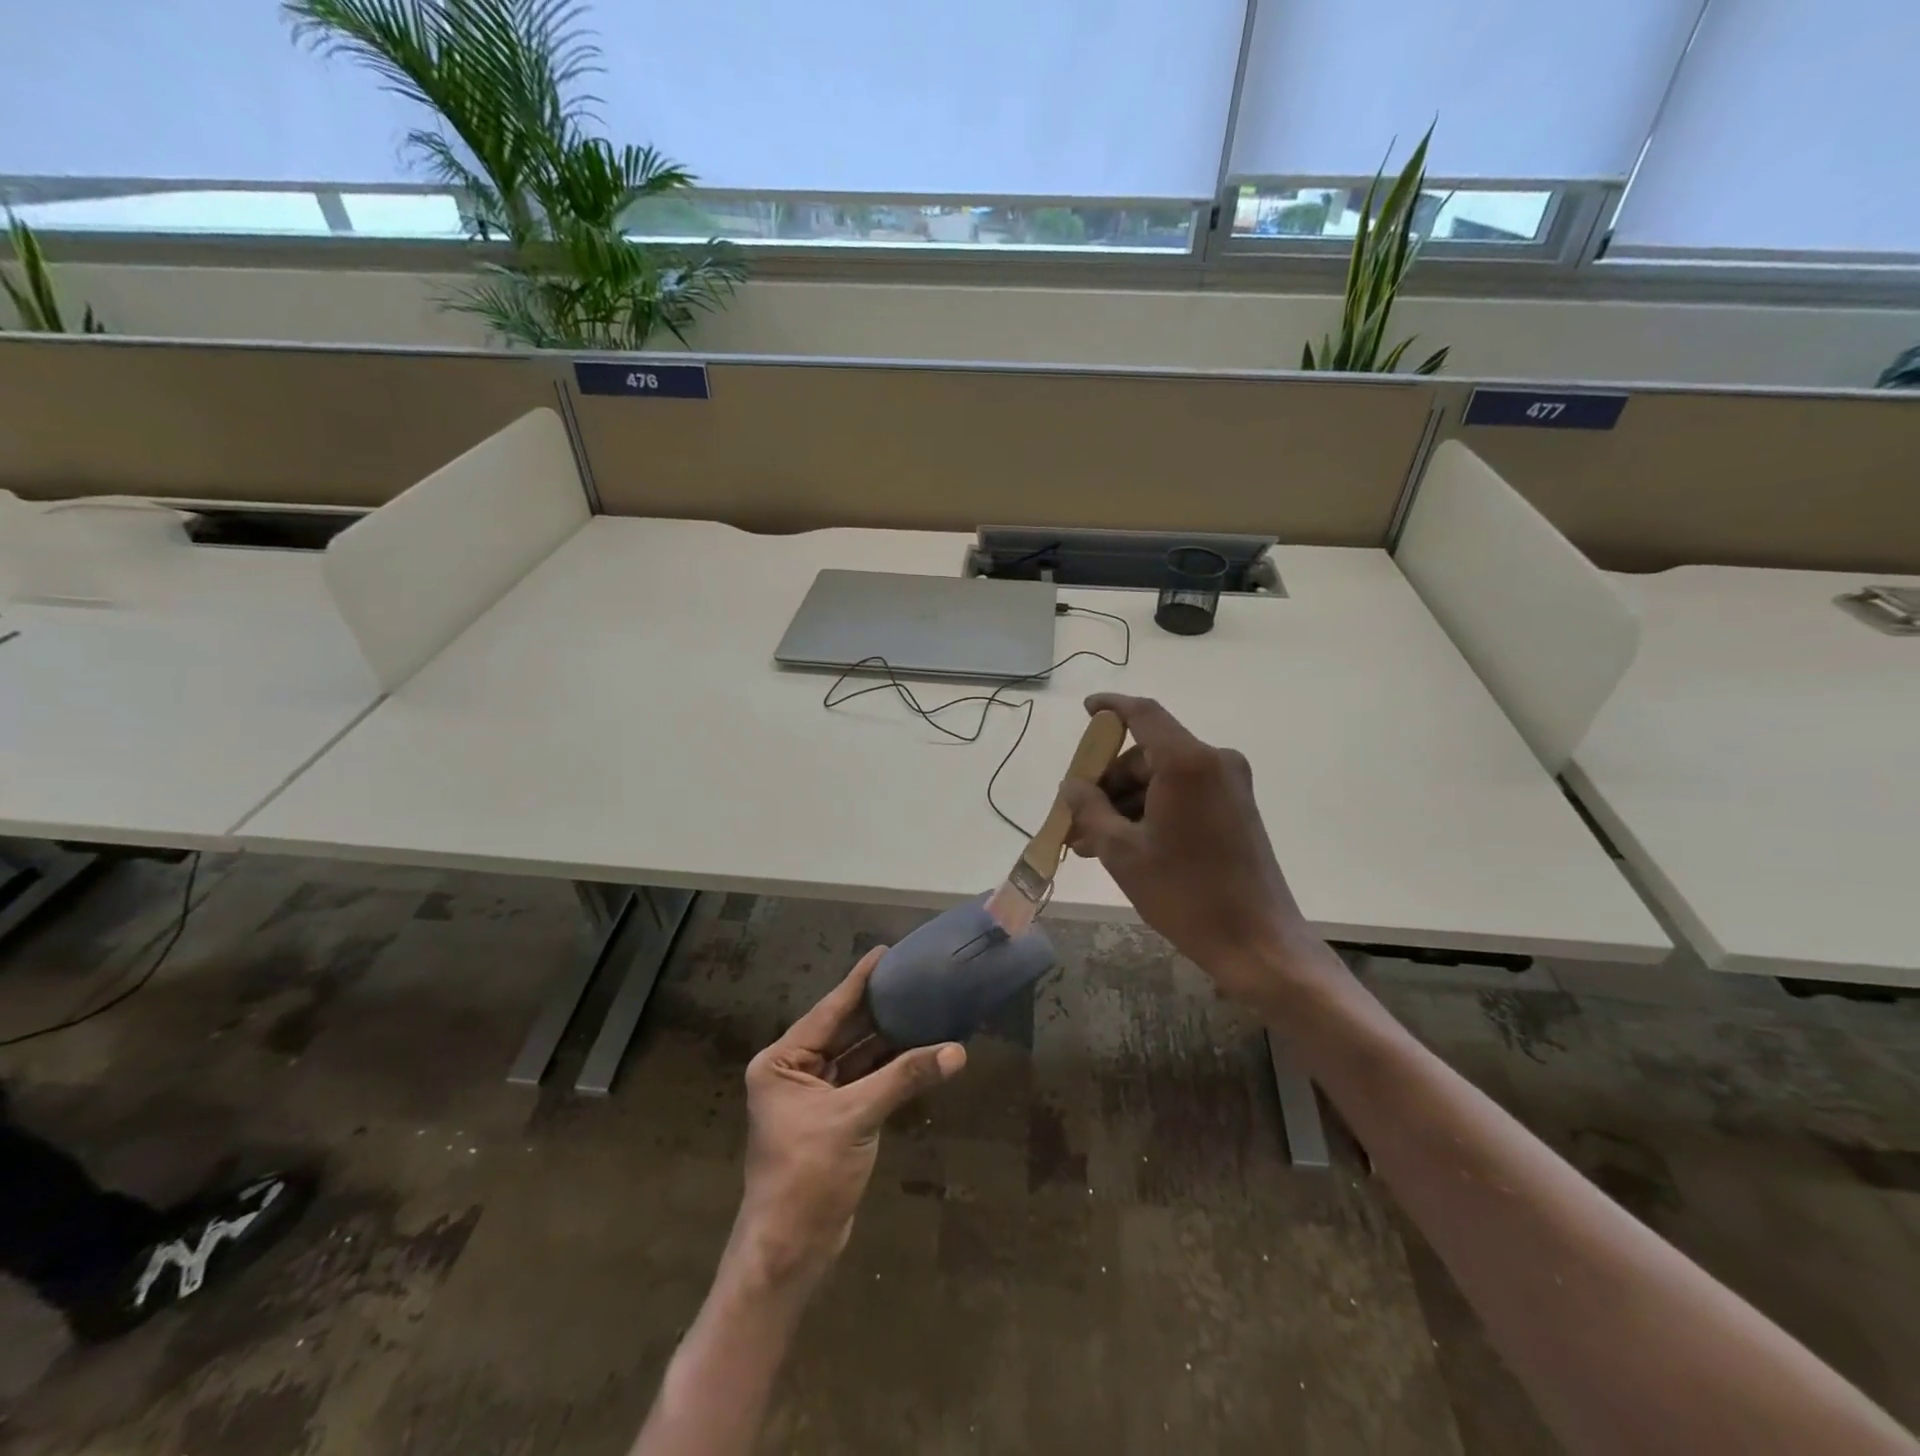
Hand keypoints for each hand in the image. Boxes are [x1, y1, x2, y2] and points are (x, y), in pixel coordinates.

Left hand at [735, 947, 965, 1287]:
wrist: (791, 1250)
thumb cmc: (808, 1174)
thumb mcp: (856, 1118)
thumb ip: (905, 1078)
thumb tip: (957, 1051)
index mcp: (782, 1062)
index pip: (828, 1011)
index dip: (858, 982)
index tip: (884, 952)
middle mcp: (794, 1071)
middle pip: (844, 1031)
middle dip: (878, 1008)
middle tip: (912, 976)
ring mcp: (815, 1096)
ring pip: (857, 1057)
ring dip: (889, 1039)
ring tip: (923, 1005)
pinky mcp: (834, 1119)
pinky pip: (865, 1081)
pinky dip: (890, 1068)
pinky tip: (919, 1049)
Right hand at [1060, 694, 1322, 1009]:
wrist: (1256, 942)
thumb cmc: (1184, 892)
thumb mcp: (1122, 851)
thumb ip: (1089, 808)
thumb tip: (1071, 786)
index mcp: (1187, 762)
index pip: (1143, 714)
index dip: (1111, 707)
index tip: (1087, 710)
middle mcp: (1214, 762)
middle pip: (1147, 754)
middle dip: (1107, 782)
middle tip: (1075, 815)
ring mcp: (1229, 786)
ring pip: (1162, 778)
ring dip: (1125, 803)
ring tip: (1090, 842)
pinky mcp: (1236, 809)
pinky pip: (1182, 795)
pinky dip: (1151, 811)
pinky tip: (1123, 844)